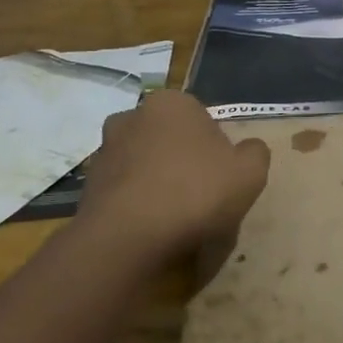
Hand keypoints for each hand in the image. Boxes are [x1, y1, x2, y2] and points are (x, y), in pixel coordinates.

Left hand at [74, 89, 270, 270]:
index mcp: (171, 102)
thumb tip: (248, 149)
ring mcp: (104, 151)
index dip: (216, 148)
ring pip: (145, 165)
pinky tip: (151, 231)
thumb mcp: (249, 172)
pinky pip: (124, 192)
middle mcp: (132, 116)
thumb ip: (255, 153)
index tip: (222, 177)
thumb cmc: (194, 193)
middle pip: (170, 139)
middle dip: (183, 161)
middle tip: (201, 197)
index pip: (202, 118)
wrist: (126, 240)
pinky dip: (137, 205)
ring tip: (175, 220)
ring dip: (158, 183)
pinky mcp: (87, 186)